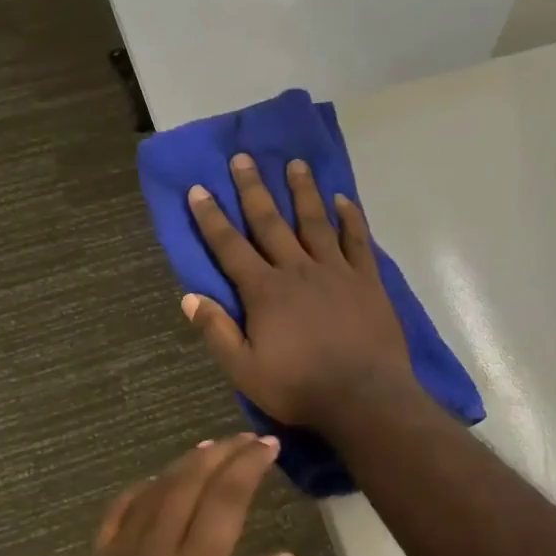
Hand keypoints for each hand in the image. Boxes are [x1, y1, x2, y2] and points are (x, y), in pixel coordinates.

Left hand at [42, 436, 296, 555]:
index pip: (226, 499)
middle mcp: (157, 548)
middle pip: (191, 482)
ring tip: (211, 447)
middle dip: (222, 453)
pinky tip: (155, 480)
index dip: (249, 466)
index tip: (269, 446)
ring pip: (157, 488)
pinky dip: (142, 487)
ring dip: (186, 462)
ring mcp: (120, 552)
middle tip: (247, 438)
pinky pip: (119, 510)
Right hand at [183, 153, 414, 428]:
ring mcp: (335, 270)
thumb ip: (217, 332)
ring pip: (315, 221)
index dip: (212, 218)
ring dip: (303, 191)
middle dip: (253, 189)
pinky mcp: (367, 279)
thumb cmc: (299, 387)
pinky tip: (344, 200)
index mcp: (265, 291)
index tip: (199, 189)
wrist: (364, 396)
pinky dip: (351, 218)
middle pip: (270, 222)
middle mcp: (297, 269)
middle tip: (243, 158)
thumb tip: (189, 297)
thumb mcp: (244, 370)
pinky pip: (357, 241)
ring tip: (295, 163)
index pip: (230, 246)